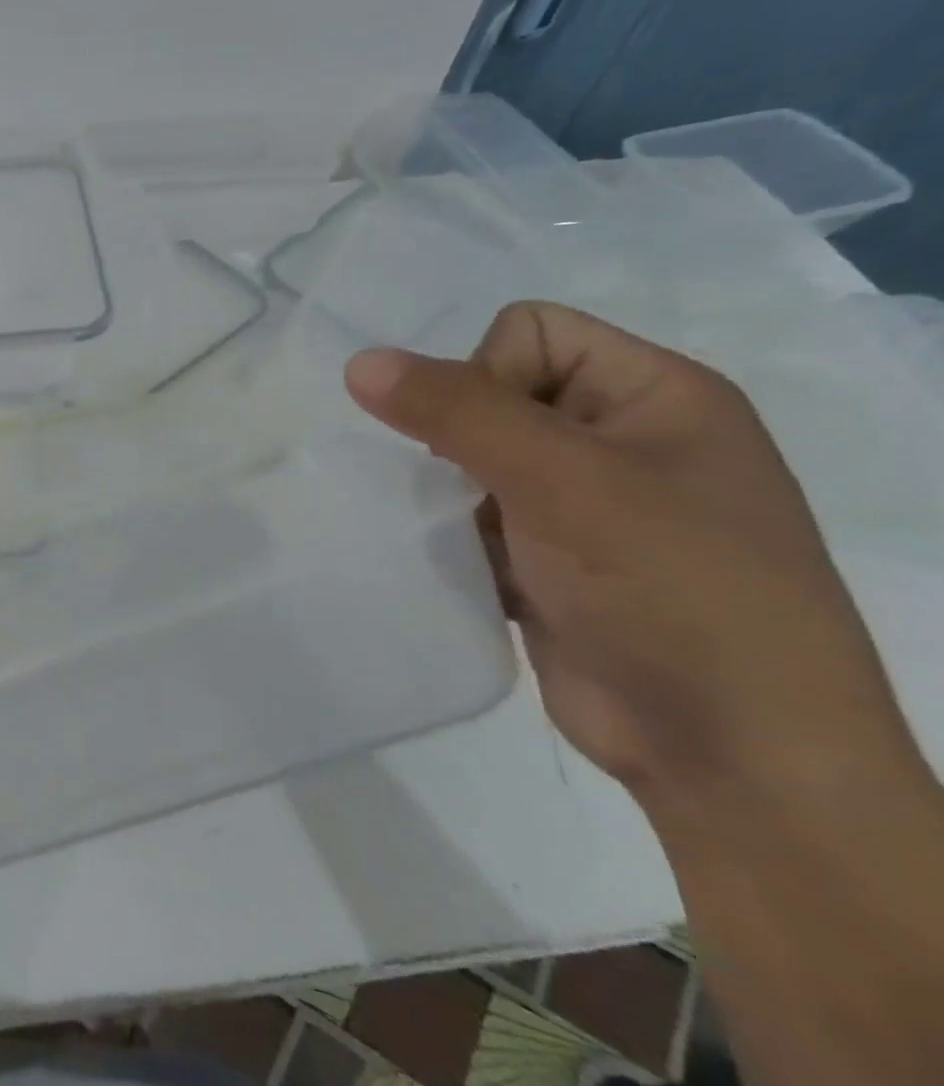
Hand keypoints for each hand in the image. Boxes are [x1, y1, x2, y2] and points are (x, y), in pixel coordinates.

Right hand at [344, 302, 915, 801]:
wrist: (727, 754)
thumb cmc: (669, 591)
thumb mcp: (563, 483)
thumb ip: (457, 413)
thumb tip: (358, 361)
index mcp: (654, 395)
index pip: (529, 332)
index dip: (484, 374)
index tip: (487, 444)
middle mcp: (620, 439)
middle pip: (493, 393)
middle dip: (459, 439)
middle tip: (473, 492)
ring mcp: (584, 503)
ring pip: (472, 458)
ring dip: (449, 491)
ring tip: (462, 535)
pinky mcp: (548, 556)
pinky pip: (472, 514)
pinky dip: (452, 532)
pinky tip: (460, 565)